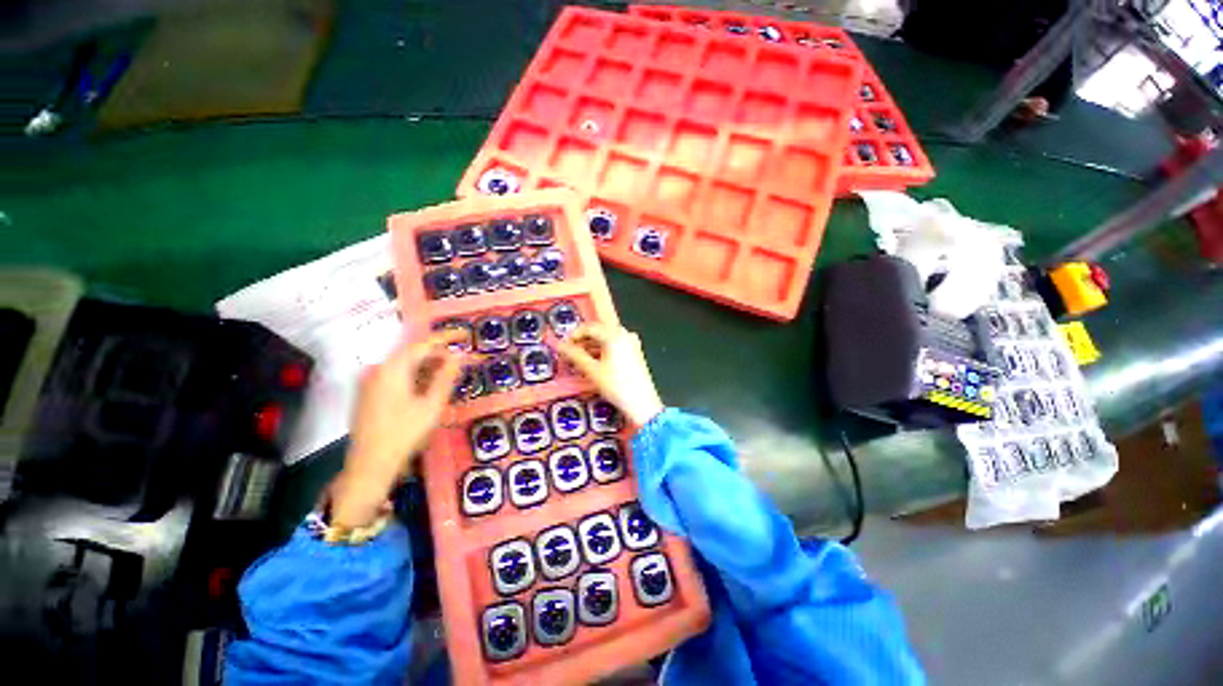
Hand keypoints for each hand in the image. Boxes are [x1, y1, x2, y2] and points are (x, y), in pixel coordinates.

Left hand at [330, 329, 464, 527]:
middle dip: (439, 354)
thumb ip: (445, 376)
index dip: (447, 337)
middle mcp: (379, 370)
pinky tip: (429, 386)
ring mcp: (371, 382)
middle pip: (413, 353)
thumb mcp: (432, 404)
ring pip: (405, 365)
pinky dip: (416, 377)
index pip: (423, 344)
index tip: (465, 334)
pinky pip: (397, 376)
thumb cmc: (404, 434)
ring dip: (428, 366)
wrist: (369, 466)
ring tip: (449, 374)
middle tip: (461, 361)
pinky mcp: (370, 394)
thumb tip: (458, 356)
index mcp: (393, 369)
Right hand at [557, 324, 663, 427]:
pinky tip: (594, 362)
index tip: (563, 347)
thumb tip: (560, 346)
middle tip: (569, 353)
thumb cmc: (616, 386)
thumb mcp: (592, 370)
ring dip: (591, 346)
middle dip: (582, 341)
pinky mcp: (635, 352)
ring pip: (606, 338)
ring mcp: (631, 342)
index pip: (589, 327)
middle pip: (598, 331)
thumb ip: (575, 355)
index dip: (573, 336)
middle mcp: (625, 334)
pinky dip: (602, 350)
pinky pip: (614, 345)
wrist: (642, 404)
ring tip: (579, 360)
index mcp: (614, 335)